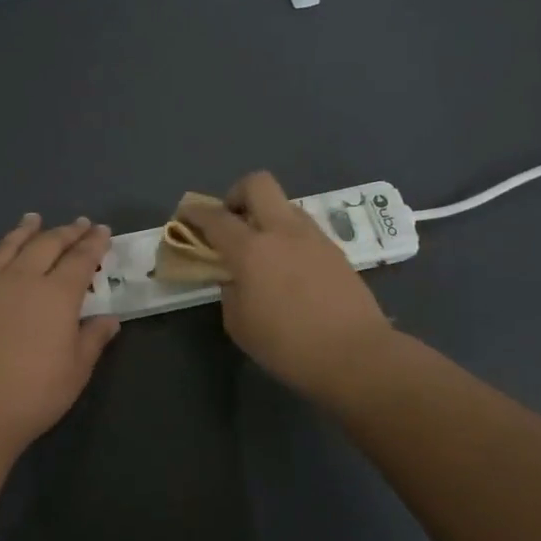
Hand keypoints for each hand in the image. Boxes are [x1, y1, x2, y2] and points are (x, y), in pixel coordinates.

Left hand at [0, 213, 121, 451]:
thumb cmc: (34, 393)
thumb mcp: (76, 370)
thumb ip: (93, 338)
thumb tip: (109, 319)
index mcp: (58, 294)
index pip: (81, 259)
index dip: (94, 243)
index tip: (102, 230)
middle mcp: (24, 278)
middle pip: (47, 245)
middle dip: (66, 232)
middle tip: (78, 224)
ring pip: (10, 246)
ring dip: (25, 230)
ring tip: (34, 218)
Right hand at [178, 172, 394, 402]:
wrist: (356, 356)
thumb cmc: (287, 345)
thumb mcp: (239, 323)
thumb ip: (230, 290)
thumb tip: (236, 277)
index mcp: (251, 249)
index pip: (215, 217)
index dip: (195, 212)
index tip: (184, 215)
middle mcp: (283, 231)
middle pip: (257, 184)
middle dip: (237, 194)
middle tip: (231, 221)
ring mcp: (314, 237)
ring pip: (284, 205)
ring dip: (267, 216)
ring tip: (262, 250)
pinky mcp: (336, 251)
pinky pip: (304, 230)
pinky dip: (288, 237)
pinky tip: (288, 268)